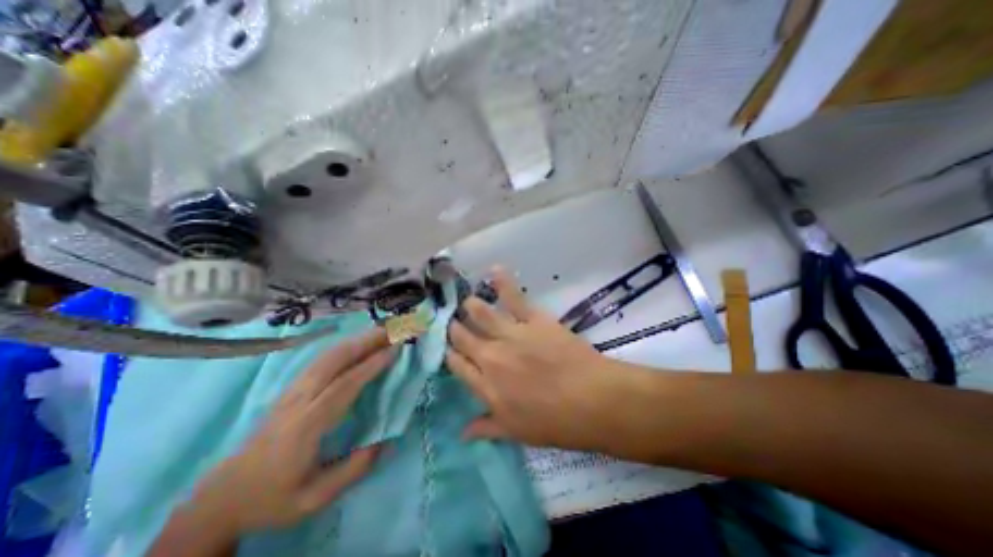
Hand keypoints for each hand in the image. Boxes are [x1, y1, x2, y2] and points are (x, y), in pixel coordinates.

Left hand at [190, 328, 390, 532]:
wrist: (223, 497)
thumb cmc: (273, 498)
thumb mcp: (314, 499)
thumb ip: (353, 469)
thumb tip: (386, 439)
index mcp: (306, 426)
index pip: (344, 385)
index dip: (371, 365)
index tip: (395, 350)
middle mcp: (298, 400)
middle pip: (333, 361)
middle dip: (365, 342)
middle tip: (392, 332)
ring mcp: (291, 392)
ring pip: (326, 356)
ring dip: (355, 341)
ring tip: (380, 333)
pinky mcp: (290, 389)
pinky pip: (321, 360)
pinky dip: (344, 347)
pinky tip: (357, 345)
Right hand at [450, 267, 627, 452]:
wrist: (591, 400)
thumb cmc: (555, 423)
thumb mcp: (517, 432)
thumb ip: (487, 428)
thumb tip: (463, 433)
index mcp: (486, 386)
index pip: (457, 365)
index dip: (450, 353)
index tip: (449, 347)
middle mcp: (491, 357)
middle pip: (463, 336)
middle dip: (455, 328)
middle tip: (454, 321)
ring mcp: (511, 335)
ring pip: (481, 314)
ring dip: (471, 306)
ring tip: (468, 301)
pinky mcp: (533, 319)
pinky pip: (513, 297)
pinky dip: (503, 282)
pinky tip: (494, 270)